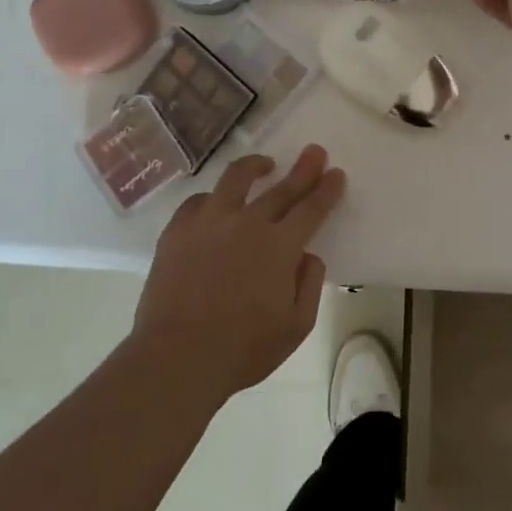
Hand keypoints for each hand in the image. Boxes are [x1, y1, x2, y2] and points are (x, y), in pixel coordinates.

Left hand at [130, 145, 346, 402]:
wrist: (175, 358)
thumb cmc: (242, 349)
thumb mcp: (296, 326)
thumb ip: (309, 284)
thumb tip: (307, 255)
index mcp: (280, 246)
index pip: (311, 208)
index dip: (327, 190)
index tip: (336, 173)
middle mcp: (247, 223)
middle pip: (281, 188)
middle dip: (303, 169)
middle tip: (314, 152)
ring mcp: (208, 222)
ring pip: (236, 179)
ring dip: (256, 167)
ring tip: (264, 164)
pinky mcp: (177, 230)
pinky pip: (198, 201)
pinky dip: (214, 197)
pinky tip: (218, 201)